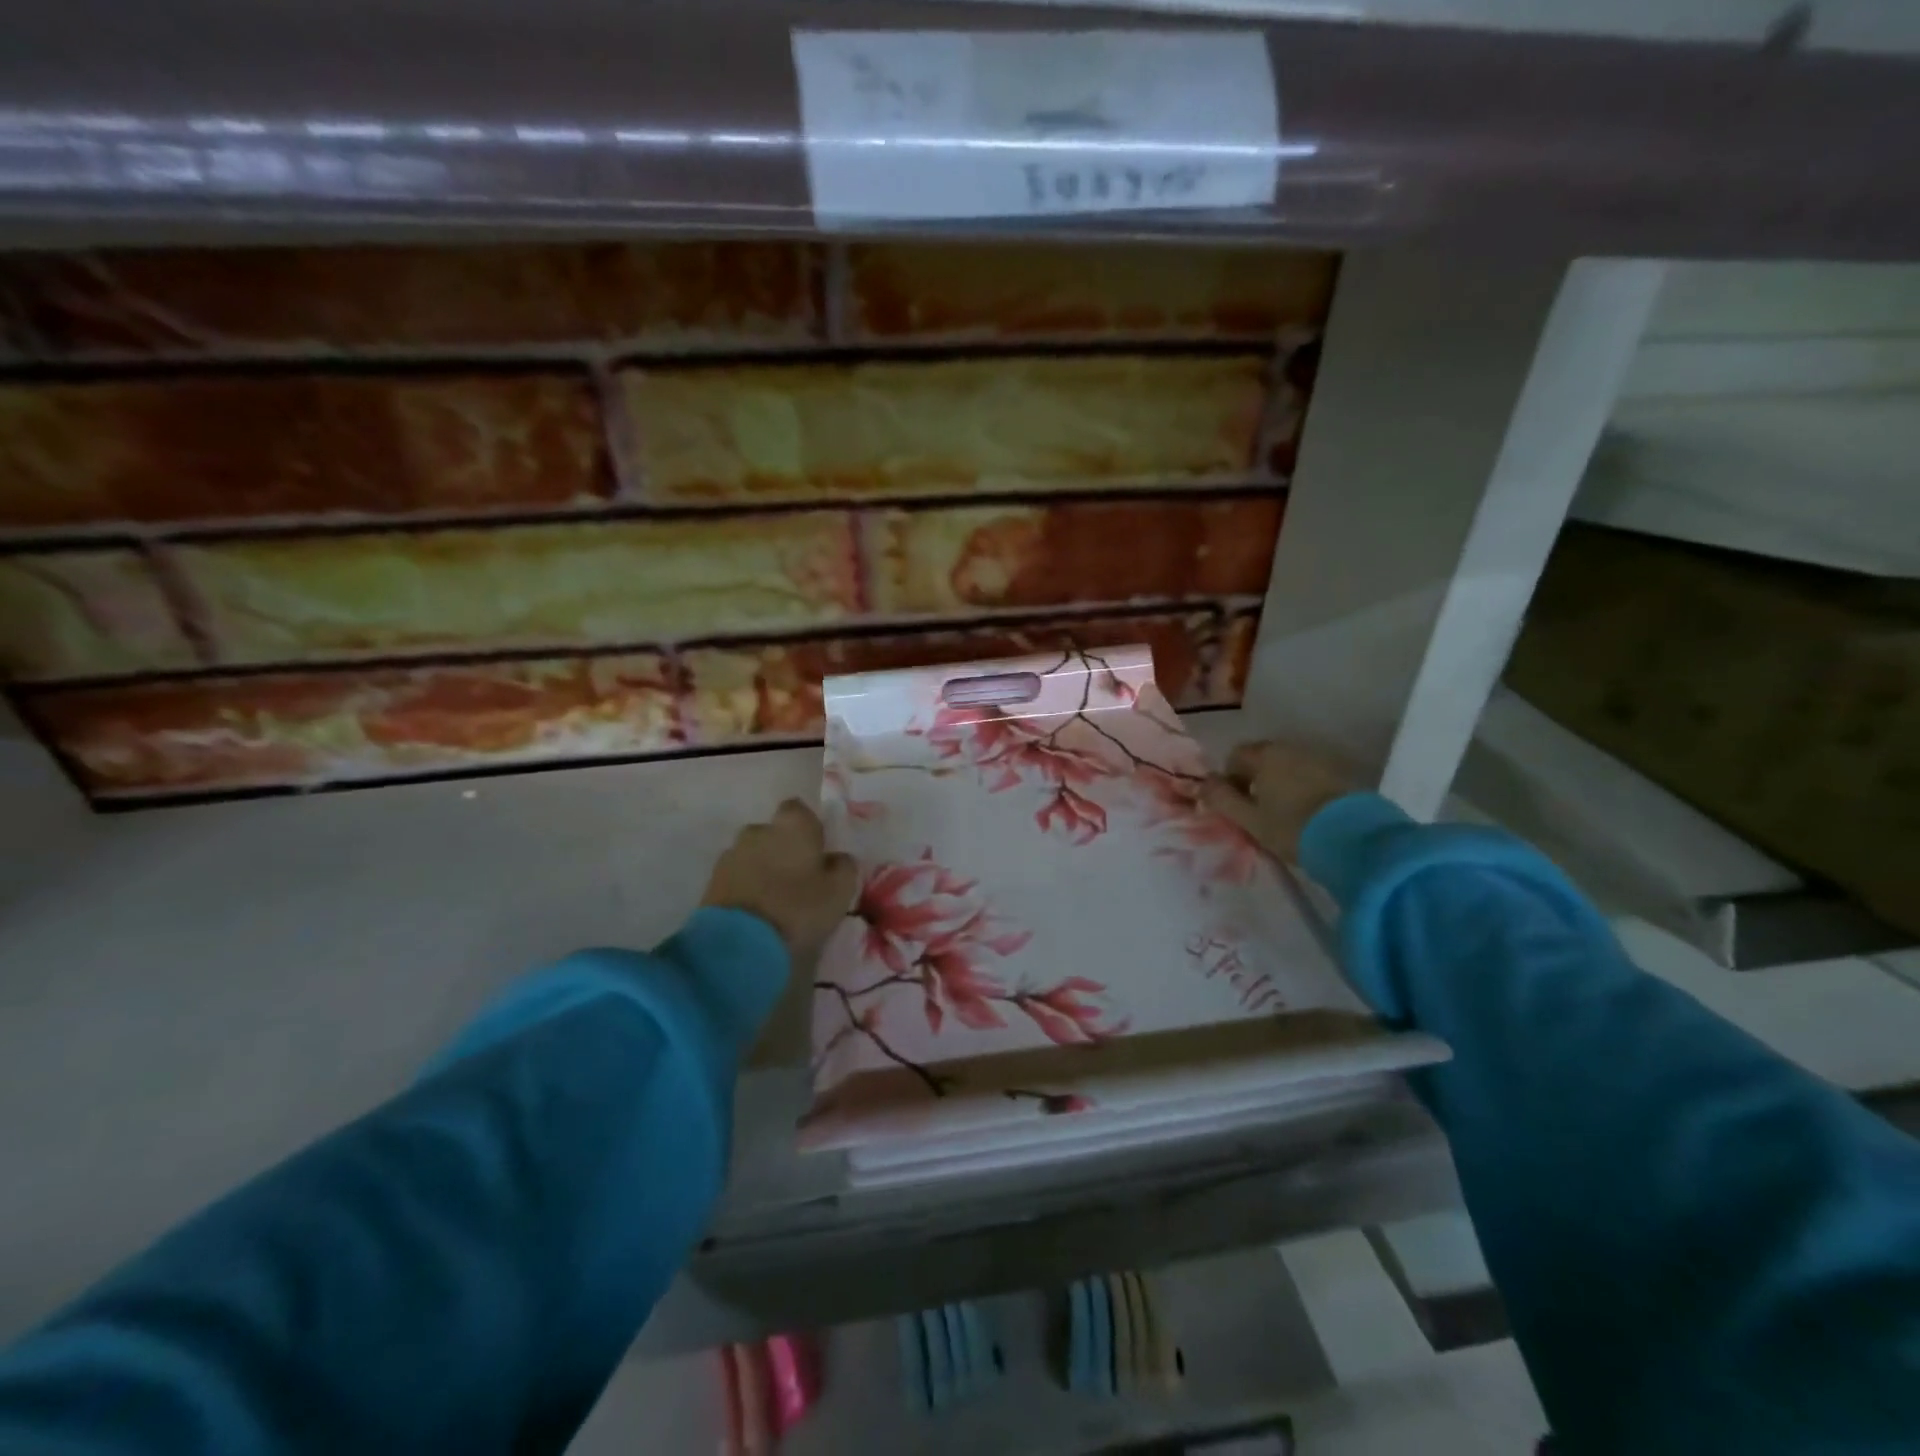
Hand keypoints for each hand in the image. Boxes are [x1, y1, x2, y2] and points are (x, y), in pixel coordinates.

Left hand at [702, 799, 857, 973]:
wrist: (738, 943)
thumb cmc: (797, 908)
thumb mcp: (840, 891)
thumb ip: (844, 866)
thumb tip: (837, 858)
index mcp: (792, 824)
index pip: (800, 810)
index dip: (809, 829)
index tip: (817, 853)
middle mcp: (758, 830)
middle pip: (774, 833)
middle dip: (783, 849)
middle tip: (798, 879)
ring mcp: (731, 854)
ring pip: (753, 855)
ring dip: (763, 869)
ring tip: (775, 901)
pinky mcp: (711, 881)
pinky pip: (736, 877)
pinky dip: (746, 887)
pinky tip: (756, 912)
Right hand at [1202, 740, 1358, 865]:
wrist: (1357, 838)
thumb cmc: (1292, 827)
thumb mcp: (1249, 820)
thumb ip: (1221, 799)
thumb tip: (1202, 783)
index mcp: (1265, 756)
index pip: (1235, 756)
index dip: (1230, 779)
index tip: (1235, 805)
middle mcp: (1292, 748)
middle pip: (1264, 759)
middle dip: (1256, 780)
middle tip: (1258, 811)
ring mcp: (1321, 758)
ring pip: (1289, 766)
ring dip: (1281, 784)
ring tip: (1285, 813)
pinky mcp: (1344, 773)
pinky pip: (1312, 775)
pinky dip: (1305, 788)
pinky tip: (1309, 812)